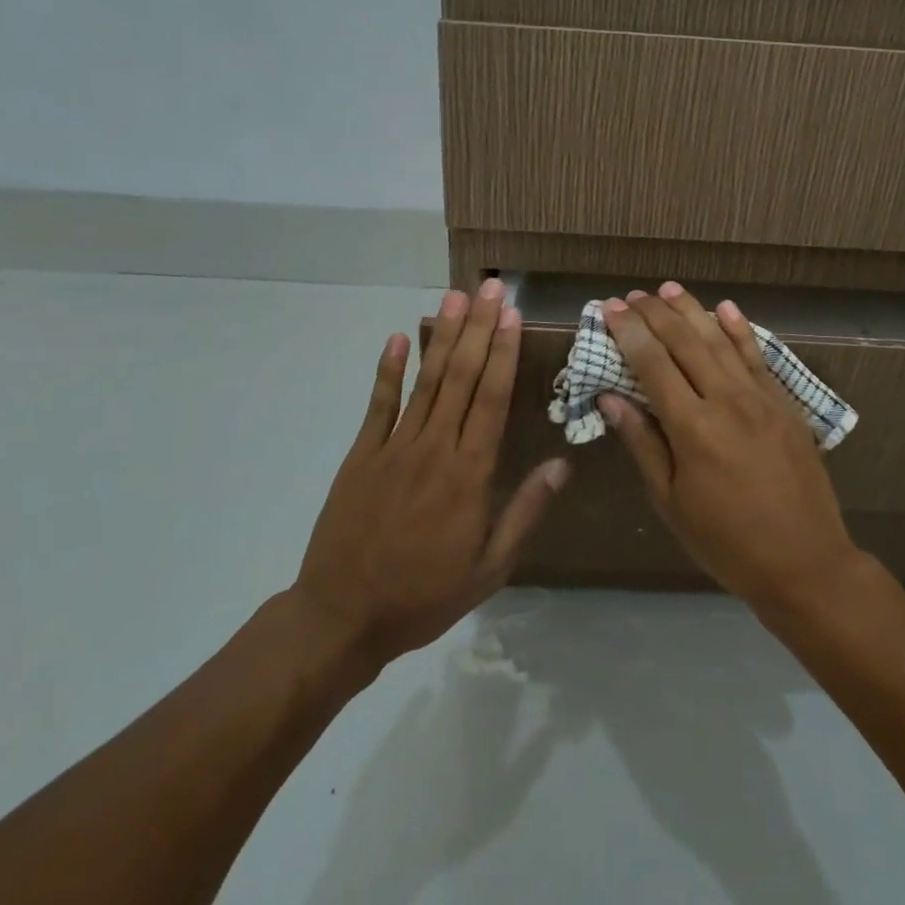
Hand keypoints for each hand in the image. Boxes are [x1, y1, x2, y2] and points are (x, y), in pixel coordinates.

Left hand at [293, 279, 569, 670]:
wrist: (342, 617)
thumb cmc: (424, 595)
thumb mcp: (489, 568)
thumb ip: (525, 512)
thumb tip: (561, 465)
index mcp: (469, 474)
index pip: (492, 399)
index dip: (503, 353)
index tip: (512, 315)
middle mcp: (435, 448)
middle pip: (461, 377)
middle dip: (479, 328)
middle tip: (490, 287)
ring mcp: (394, 447)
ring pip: (425, 381)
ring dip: (442, 336)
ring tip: (455, 297)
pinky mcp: (361, 455)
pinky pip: (378, 404)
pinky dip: (388, 370)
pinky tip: (399, 338)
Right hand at [601, 283, 861, 611]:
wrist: (805, 562)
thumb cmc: (726, 541)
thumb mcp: (671, 502)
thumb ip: (643, 443)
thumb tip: (611, 397)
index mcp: (693, 428)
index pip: (653, 364)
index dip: (628, 332)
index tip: (609, 308)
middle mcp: (726, 401)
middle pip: (685, 343)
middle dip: (656, 314)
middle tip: (633, 294)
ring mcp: (761, 398)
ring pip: (720, 341)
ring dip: (693, 311)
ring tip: (669, 288)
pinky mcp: (785, 404)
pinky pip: (758, 357)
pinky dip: (740, 330)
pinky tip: (726, 309)